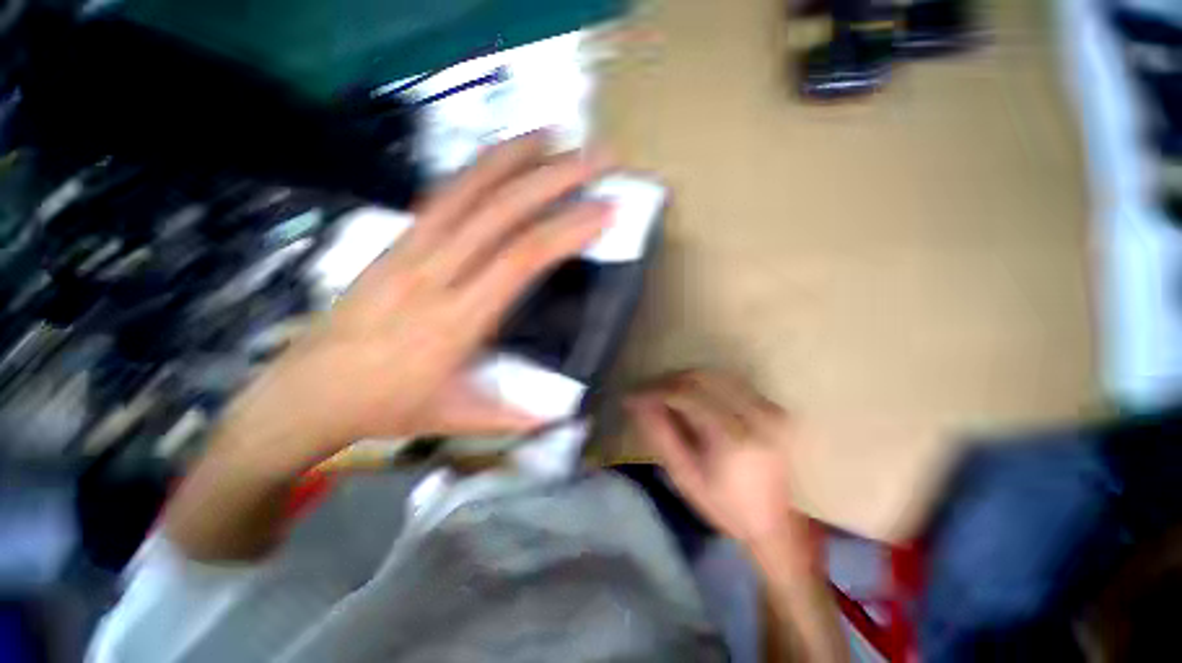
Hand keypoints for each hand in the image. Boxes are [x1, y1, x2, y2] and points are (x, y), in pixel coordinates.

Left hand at [216, 133, 612, 476]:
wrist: (308, 393)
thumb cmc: (388, 408)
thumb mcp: (459, 419)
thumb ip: (516, 417)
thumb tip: (566, 416)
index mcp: (458, 320)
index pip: (522, 259)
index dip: (567, 230)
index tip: (604, 211)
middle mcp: (435, 274)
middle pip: (502, 212)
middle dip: (556, 178)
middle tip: (597, 158)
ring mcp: (409, 251)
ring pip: (467, 190)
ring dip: (515, 157)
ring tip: (555, 135)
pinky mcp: (394, 243)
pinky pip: (441, 195)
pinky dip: (477, 169)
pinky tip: (502, 157)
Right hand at [626, 369, 811, 564]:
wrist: (775, 523)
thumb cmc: (724, 505)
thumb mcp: (684, 476)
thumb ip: (660, 435)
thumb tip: (637, 403)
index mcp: (733, 438)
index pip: (686, 395)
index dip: (655, 391)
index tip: (633, 396)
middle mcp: (755, 415)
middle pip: (701, 378)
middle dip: (667, 381)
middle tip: (647, 393)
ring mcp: (769, 408)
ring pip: (715, 375)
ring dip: (684, 380)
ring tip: (664, 394)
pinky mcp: (774, 407)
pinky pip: (731, 383)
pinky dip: (705, 385)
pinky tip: (691, 397)